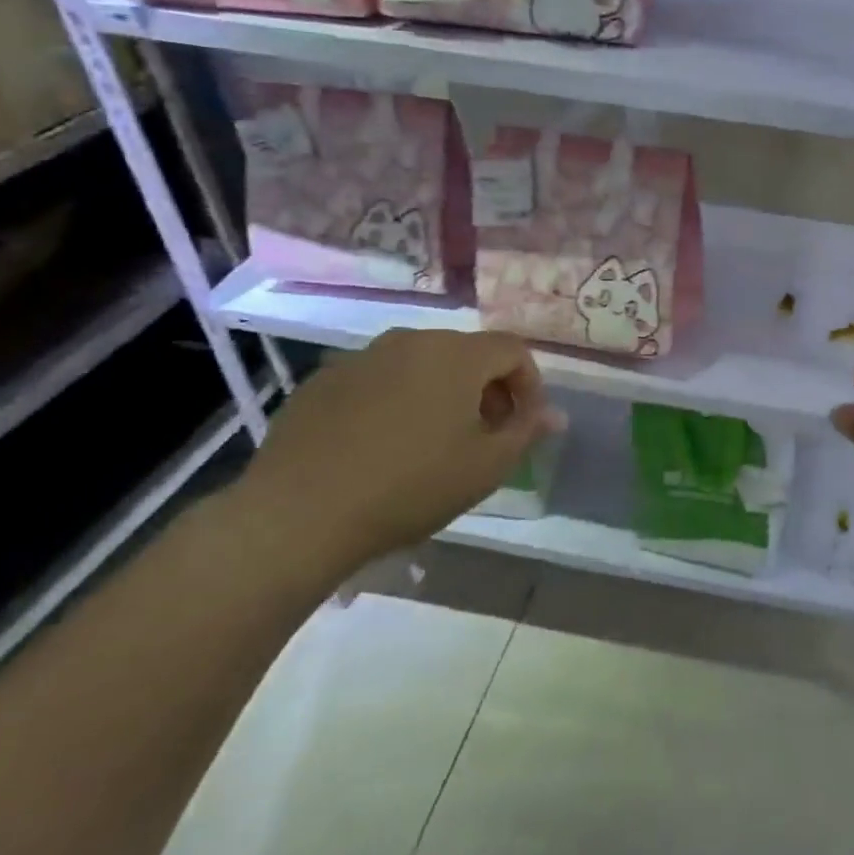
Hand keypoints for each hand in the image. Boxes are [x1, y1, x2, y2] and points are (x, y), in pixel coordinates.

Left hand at [230, 329, 563, 575]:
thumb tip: (555, 415)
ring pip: (420, 364)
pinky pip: (378, 380)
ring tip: (433, 441)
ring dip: (441, 393)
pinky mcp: (323, 380)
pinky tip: (382, 445)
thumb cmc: (411, 487)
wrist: (298, 514)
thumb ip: (527, 431)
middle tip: (484, 435)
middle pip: (466, 353)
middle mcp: (411, 340)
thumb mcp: (486, 466)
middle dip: (486, 389)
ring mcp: (362, 357)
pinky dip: (395, 400)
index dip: (529, 384)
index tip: (524, 424)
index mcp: (457, 354)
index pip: (513, 350)